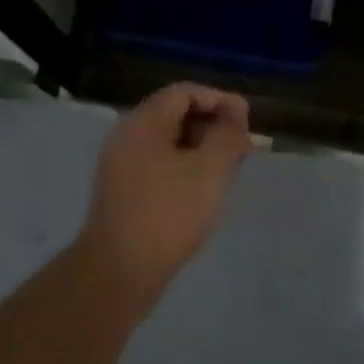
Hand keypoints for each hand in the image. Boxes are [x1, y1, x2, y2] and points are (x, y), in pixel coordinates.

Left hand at [74, 83, 251, 311]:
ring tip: (227, 173)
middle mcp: (126, 136)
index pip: (184, 92)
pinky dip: (183, 169)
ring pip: (167, 143)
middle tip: (240, 151)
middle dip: (212, 127)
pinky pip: (157, 165)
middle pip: (174, 115)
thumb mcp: (210, 169)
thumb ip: (227, 133)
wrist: (118, 272)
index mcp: (143, 122)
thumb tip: (236, 107)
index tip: (245, 124)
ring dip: (200, 150)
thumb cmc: (169, 213)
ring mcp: (119, 165)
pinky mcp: (121, 192)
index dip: (219, 101)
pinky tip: (201, 193)